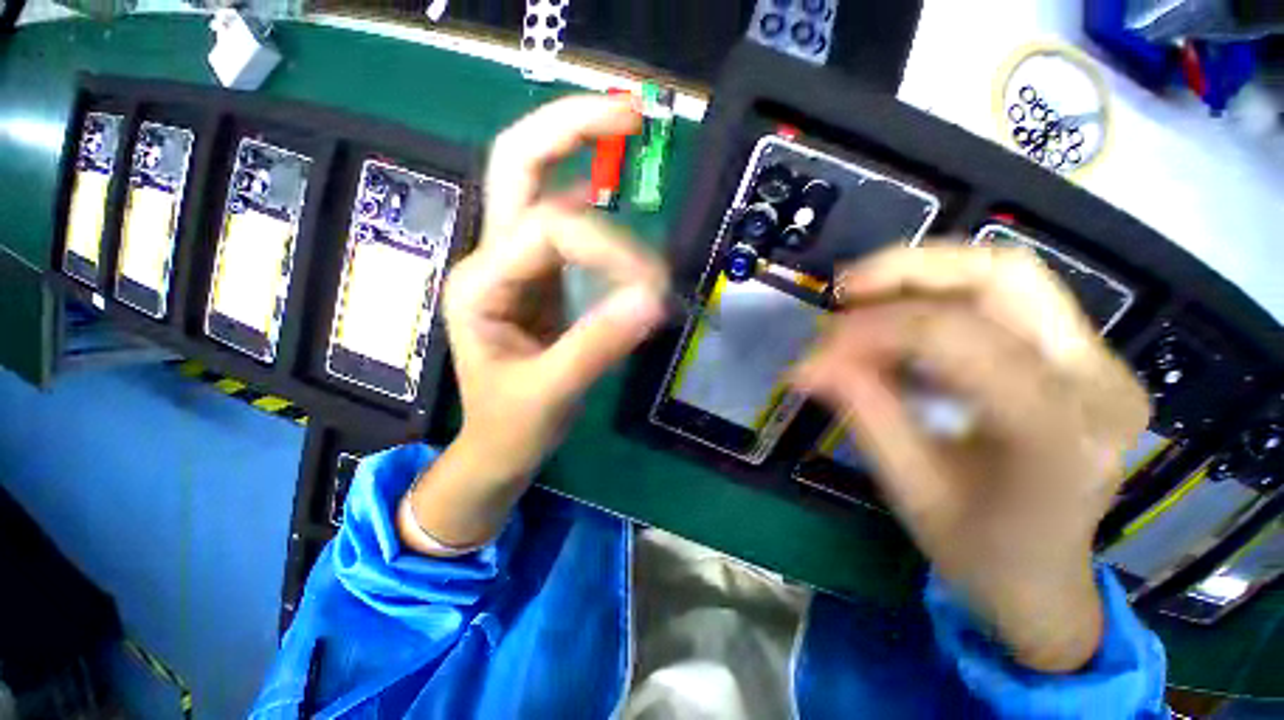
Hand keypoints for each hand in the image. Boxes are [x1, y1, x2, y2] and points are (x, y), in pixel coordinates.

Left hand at [399, 95, 668, 552]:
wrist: (499, 445)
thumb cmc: (513, 425)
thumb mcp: (553, 392)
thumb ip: (598, 346)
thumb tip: (653, 301)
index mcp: (482, 284)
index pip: (551, 230)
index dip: (609, 248)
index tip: (652, 289)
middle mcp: (494, 262)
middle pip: (519, 168)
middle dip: (570, 129)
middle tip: (630, 114)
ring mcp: (518, 267)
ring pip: (546, 191)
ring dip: (587, 161)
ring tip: (629, 145)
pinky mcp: (542, 281)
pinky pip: (568, 228)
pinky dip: (597, 211)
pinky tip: (614, 201)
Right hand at [791, 244, 1149, 672]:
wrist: (1045, 578)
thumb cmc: (977, 549)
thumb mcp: (907, 487)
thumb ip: (862, 411)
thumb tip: (807, 365)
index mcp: (1057, 436)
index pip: (955, 339)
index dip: (871, 330)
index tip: (815, 352)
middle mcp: (1098, 382)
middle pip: (1001, 276)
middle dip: (906, 270)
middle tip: (841, 290)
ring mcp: (1102, 363)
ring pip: (1007, 274)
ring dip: (921, 276)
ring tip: (861, 301)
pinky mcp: (1087, 356)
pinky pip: (1008, 300)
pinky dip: (940, 298)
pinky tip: (900, 323)